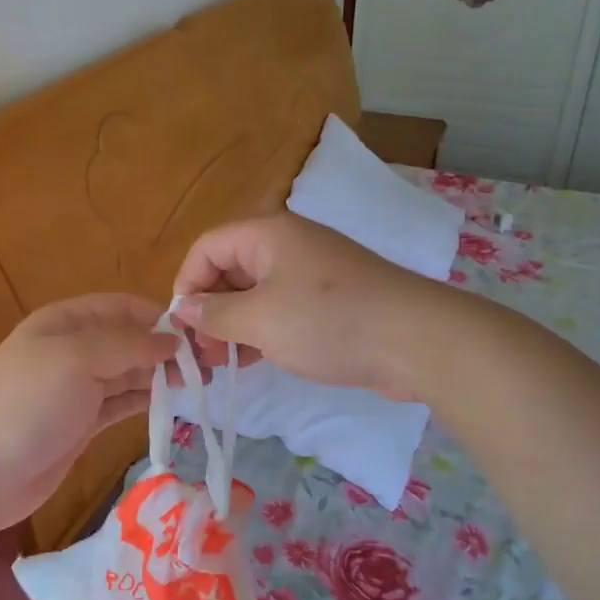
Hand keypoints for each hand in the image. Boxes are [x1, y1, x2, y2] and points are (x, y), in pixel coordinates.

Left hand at [0, 294, 177, 552]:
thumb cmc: (27, 403)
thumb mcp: (77, 359)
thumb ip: (127, 345)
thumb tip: (172, 340)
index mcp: (66, 321)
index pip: (123, 307)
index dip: (159, 318)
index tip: (199, 336)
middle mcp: (73, 349)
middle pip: (129, 340)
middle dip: (166, 349)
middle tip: (211, 365)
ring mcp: (77, 389)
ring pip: (129, 373)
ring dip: (162, 376)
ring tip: (202, 385)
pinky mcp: (82, 423)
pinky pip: (122, 403)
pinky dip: (146, 400)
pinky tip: (174, 403)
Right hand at [172, 214, 444, 399]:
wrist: (415, 340)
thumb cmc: (329, 322)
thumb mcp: (261, 320)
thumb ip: (216, 314)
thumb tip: (185, 309)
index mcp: (267, 235)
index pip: (207, 248)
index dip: (187, 284)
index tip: (183, 328)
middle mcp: (287, 246)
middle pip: (230, 269)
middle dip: (210, 309)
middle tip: (202, 354)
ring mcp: (312, 274)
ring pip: (256, 293)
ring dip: (234, 325)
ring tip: (221, 364)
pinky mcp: (330, 302)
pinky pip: (282, 309)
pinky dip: (262, 331)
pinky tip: (254, 360)